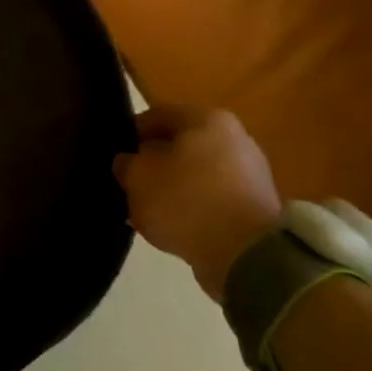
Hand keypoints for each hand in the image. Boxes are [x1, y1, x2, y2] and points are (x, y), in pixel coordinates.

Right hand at [114, 104, 282, 299]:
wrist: (247, 255)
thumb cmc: (186, 201)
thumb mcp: (138, 177)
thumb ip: (126, 164)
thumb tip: (128, 162)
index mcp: (206, 118)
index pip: (157, 115)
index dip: (130, 133)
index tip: (115, 155)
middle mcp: (234, 138)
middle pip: (180, 145)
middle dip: (154, 163)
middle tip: (130, 183)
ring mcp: (250, 173)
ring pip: (196, 173)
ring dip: (172, 188)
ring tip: (148, 209)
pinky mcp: (256, 207)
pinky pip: (213, 199)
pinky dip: (193, 209)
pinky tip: (174, 226)